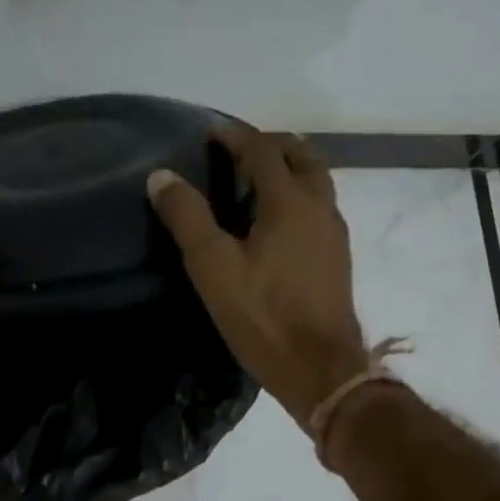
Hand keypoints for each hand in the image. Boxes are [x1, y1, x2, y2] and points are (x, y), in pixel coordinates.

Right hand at [148, 126, 368, 426]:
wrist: (321, 369)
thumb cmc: (263, 315)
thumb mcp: (213, 267)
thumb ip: (187, 217)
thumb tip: (161, 175)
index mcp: (289, 202)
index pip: (264, 150)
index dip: (236, 136)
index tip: (211, 132)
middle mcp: (319, 207)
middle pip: (302, 156)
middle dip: (271, 144)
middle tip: (239, 148)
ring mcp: (334, 232)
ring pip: (317, 180)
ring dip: (289, 167)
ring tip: (258, 178)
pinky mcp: (337, 257)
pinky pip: (320, 205)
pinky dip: (299, 194)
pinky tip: (278, 221)